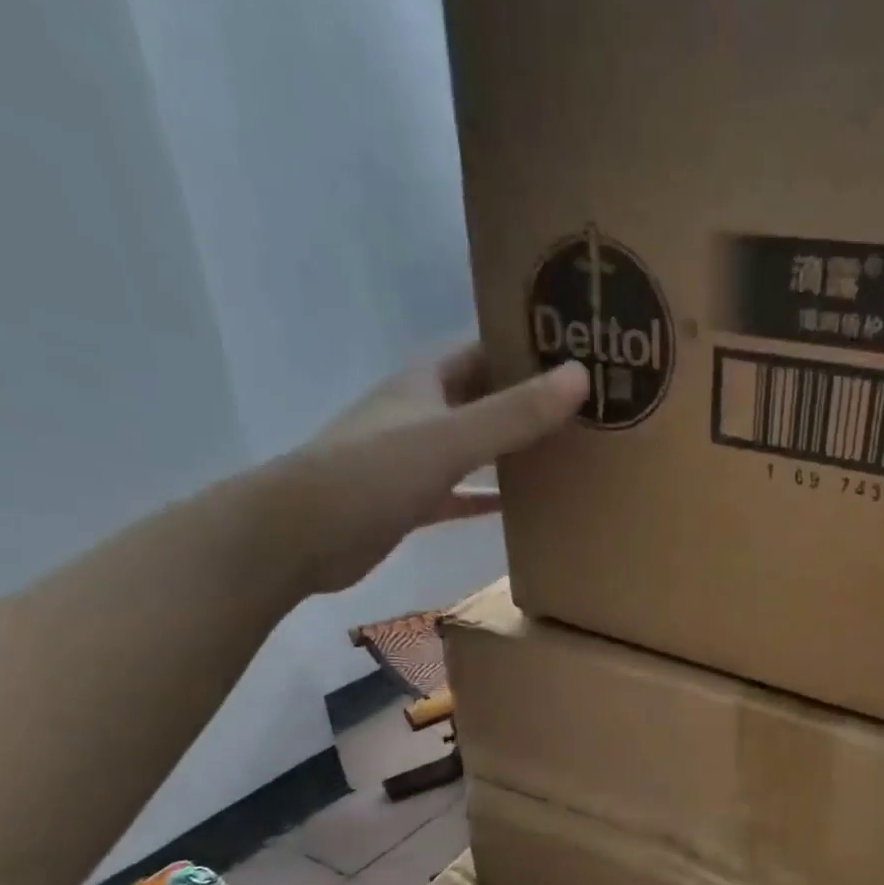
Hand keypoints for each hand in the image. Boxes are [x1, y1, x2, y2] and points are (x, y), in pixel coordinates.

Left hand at [276, 345, 587, 594]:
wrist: (297, 536)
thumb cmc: (371, 474)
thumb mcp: (449, 439)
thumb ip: (514, 413)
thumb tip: (581, 375)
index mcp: (425, 383)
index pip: (484, 350)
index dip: (525, 348)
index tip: (577, 353)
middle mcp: (420, 413)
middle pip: (483, 398)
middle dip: (528, 401)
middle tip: (586, 409)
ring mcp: (413, 459)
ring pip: (474, 447)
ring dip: (512, 450)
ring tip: (565, 454)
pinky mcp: (410, 502)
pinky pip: (461, 493)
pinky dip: (487, 497)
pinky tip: (519, 506)